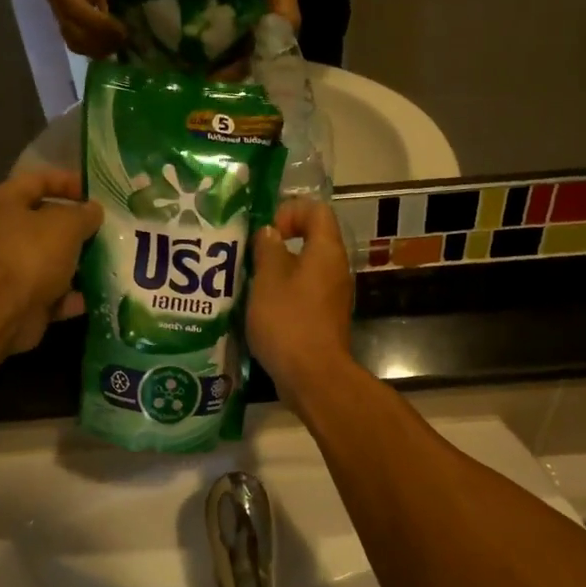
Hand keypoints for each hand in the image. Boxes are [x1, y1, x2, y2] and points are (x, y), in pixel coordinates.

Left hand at [0, 170, 102, 355]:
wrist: (1, 312)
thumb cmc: (30, 255)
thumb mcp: (66, 225)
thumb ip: (85, 214)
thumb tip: (94, 210)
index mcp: (4, 203)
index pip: (38, 180)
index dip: (69, 182)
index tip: (98, 193)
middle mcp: (3, 232)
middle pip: (46, 222)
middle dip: (79, 226)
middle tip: (109, 228)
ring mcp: (11, 268)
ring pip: (52, 259)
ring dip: (80, 261)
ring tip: (111, 259)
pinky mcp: (22, 298)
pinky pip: (54, 291)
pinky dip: (75, 293)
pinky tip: (100, 292)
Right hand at [45, 0, 125, 56]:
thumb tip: (115, 12)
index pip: (77, 12)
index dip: (100, 26)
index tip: (121, 30)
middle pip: (73, 32)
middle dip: (99, 42)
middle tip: (123, 42)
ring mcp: (59, 6)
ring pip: (73, 39)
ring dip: (96, 48)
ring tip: (118, 46)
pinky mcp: (66, 11)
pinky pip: (75, 37)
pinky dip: (92, 45)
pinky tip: (110, 44)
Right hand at [247, 198, 353, 409]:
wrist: (313, 376)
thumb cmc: (288, 321)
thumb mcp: (268, 279)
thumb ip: (267, 249)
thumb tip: (270, 233)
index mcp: (326, 251)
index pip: (316, 210)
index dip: (290, 211)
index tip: (267, 232)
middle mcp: (335, 268)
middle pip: (312, 238)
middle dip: (279, 242)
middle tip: (250, 256)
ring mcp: (332, 295)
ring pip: (305, 268)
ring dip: (278, 270)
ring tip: (250, 281)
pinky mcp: (324, 317)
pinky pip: (304, 292)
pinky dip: (283, 293)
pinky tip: (260, 307)